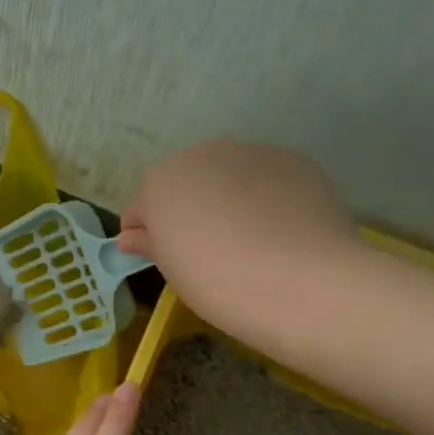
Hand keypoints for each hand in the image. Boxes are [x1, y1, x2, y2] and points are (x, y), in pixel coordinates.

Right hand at [118, 140, 359, 346]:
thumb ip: (149, 244)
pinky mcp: (295, 161)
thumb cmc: (216, 280)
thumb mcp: (171, 269)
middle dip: (188, 210)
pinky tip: (278, 231)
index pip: (141, 207)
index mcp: (160, 181)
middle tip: (204, 250)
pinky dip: (266, 198)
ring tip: (247, 240)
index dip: (146, 235)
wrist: (302, 282)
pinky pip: (267, 179)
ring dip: (228, 200)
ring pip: (228, 177)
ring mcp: (252, 153)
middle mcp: (203, 155)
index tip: (160, 258)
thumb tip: (130, 237)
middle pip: (186, 184)